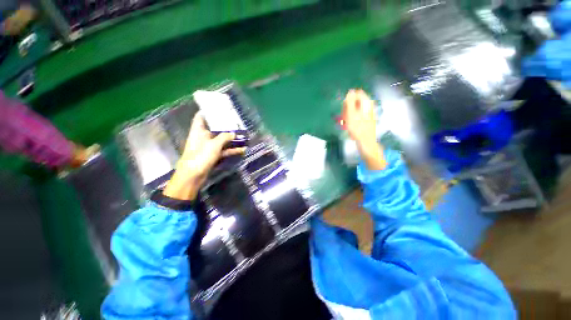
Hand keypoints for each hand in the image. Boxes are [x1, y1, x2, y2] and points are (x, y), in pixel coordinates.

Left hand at [164, 113, 245, 200]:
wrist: (193, 176)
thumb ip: (224, 137)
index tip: (218, 108)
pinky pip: (224, 150)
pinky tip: (242, 150)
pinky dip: (232, 150)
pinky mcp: (213, 155)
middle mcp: (203, 137)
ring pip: (221, 140)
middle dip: (225, 126)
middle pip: (214, 128)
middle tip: (236, 122)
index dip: (207, 111)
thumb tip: (233, 133)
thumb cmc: (201, 156)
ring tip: (243, 136)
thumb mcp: (214, 144)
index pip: (201, 117)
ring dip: (231, 139)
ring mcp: (209, 147)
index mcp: (199, 131)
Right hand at [342, 89, 385, 169]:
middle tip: (344, 117)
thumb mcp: (351, 114)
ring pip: (354, 110)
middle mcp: (368, 106)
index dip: (348, 99)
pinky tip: (348, 126)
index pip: (356, 93)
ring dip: (347, 115)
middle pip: (355, 102)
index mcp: (366, 103)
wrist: (366, 141)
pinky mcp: (365, 120)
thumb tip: (350, 91)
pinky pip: (356, 116)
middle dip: (347, 108)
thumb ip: (350, 102)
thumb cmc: (357, 128)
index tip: (344, 108)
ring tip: (345, 123)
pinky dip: (351, 120)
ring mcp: (367, 113)